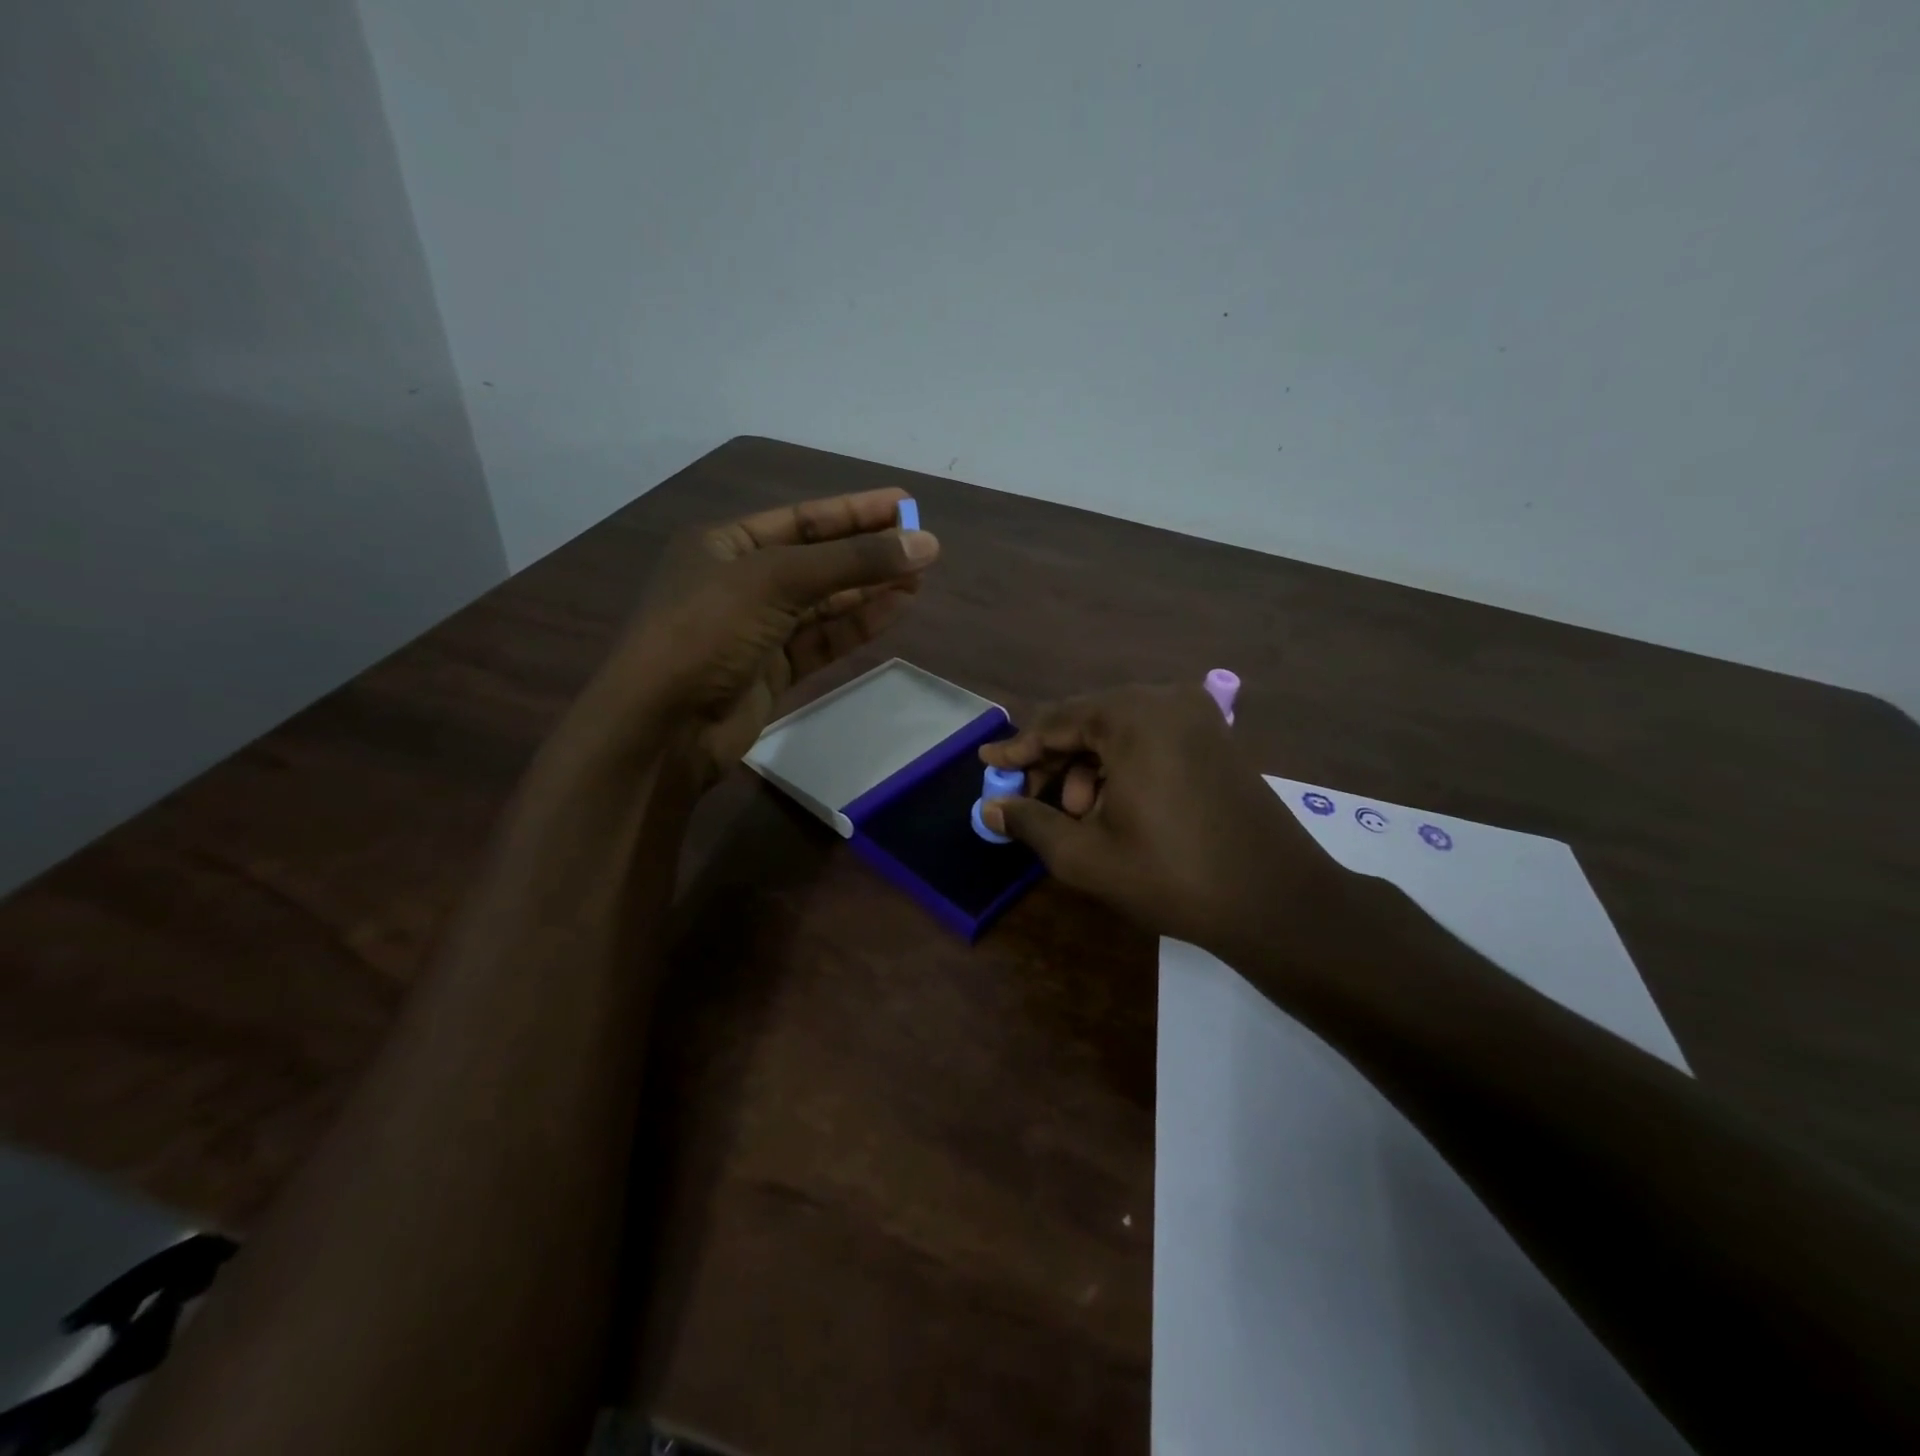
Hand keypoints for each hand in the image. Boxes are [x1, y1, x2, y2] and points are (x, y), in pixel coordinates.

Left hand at [565, 488, 938, 781]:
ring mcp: (756, 630)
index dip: (855, 511)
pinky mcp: (771, 672)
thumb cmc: (707, 631)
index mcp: (724, 545)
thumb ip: (852, 562)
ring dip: (868, 589)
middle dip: (867, 553)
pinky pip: (822, 640)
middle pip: (816, 560)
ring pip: (823, 603)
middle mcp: (740, 582)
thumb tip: (925, 544)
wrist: (664, 726)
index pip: (801, 519)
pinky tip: (894, 610)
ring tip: (919, 578)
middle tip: (923, 547)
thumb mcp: (776, 581)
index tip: (905, 503)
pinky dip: (857, 625)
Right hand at [978, 684, 1355, 956]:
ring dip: (1088, 768)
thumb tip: (990, 807)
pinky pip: (1151, 739)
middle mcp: (1166, 700)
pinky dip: (1123, 767)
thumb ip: (1030, 822)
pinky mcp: (1216, 738)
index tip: (986, 765)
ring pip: (1119, 732)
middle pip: (1088, 721)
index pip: (1056, 722)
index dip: (1017, 749)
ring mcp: (1198, 716)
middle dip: (1055, 763)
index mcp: (1132, 717)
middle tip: (1034, 804)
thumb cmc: (1172, 875)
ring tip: (1079, 816)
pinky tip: (1115, 808)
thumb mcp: (1085, 854)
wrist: (1276, 901)